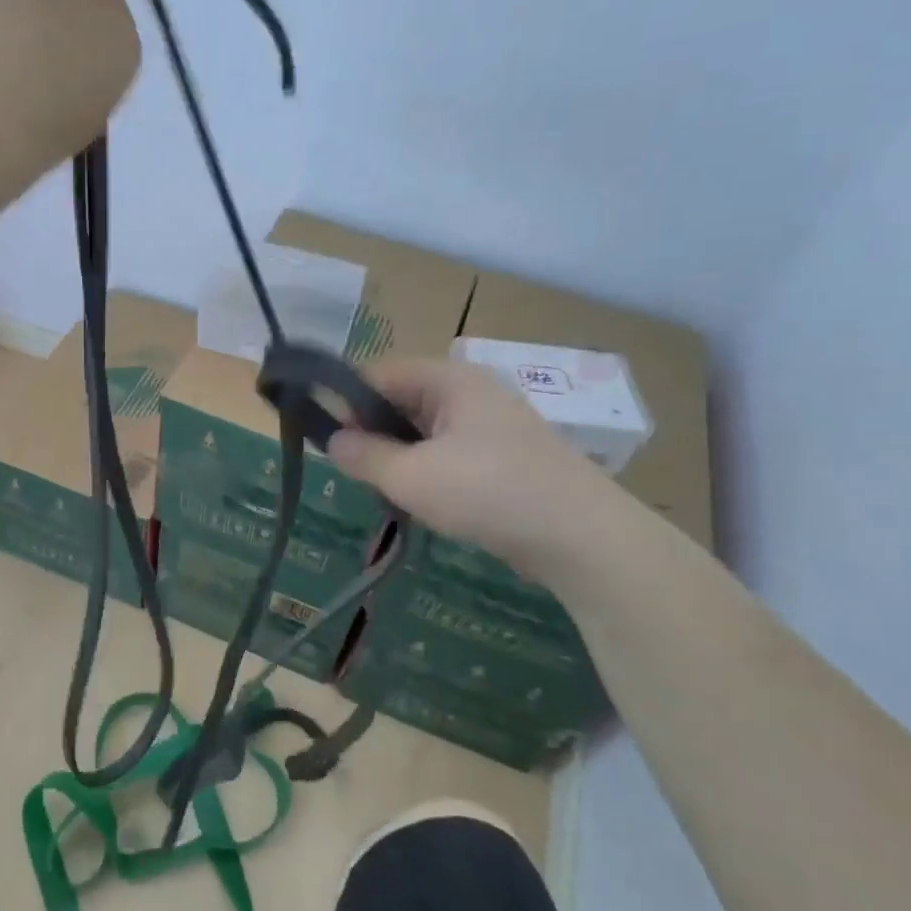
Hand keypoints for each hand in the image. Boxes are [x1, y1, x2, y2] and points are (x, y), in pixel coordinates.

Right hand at [327, 359, 618, 575]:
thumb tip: (333, 441)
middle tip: (354, 472)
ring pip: (424, 431)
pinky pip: (449, 453)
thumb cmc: (488, 492)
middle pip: (401, 401)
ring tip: (386, 492)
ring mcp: (492, 425)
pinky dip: (428, 473)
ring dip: (400, 458)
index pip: (378, 374)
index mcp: (448, 379)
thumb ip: (364, 456)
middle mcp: (471, 391)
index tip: (327, 440)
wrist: (583, 537)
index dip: (346, 402)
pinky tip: (423, 503)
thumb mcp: (411, 476)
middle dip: (373, 434)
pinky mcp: (505, 457)